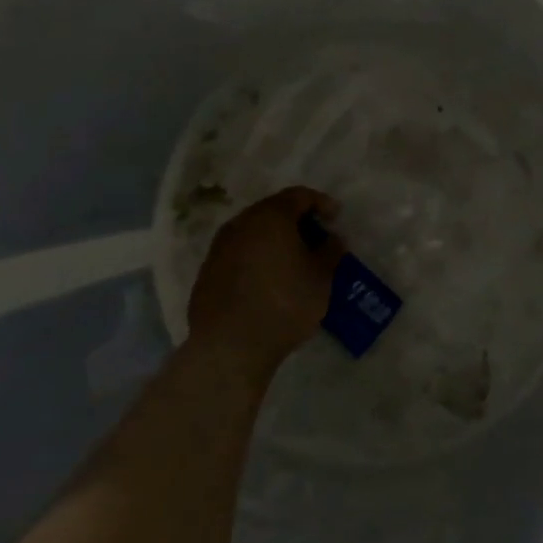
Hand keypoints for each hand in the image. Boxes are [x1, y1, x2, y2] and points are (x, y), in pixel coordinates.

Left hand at [187, 186, 345, 371]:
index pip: (299, 196)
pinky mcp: (206, 274)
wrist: (230, 347)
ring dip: (273, 241)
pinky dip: (255, 260)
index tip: (336, 218)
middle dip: (296, 221)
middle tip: (315, 239)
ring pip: (252, 234)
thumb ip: (331, 251)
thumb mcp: (322, 277)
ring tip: (291, 261)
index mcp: (270, 217)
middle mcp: (240, 224)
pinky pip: (238, 256)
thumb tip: (332, 238)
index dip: (321, 203)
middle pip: (272, 211)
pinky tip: (266, 282)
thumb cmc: (284, 303)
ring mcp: (219, 248)